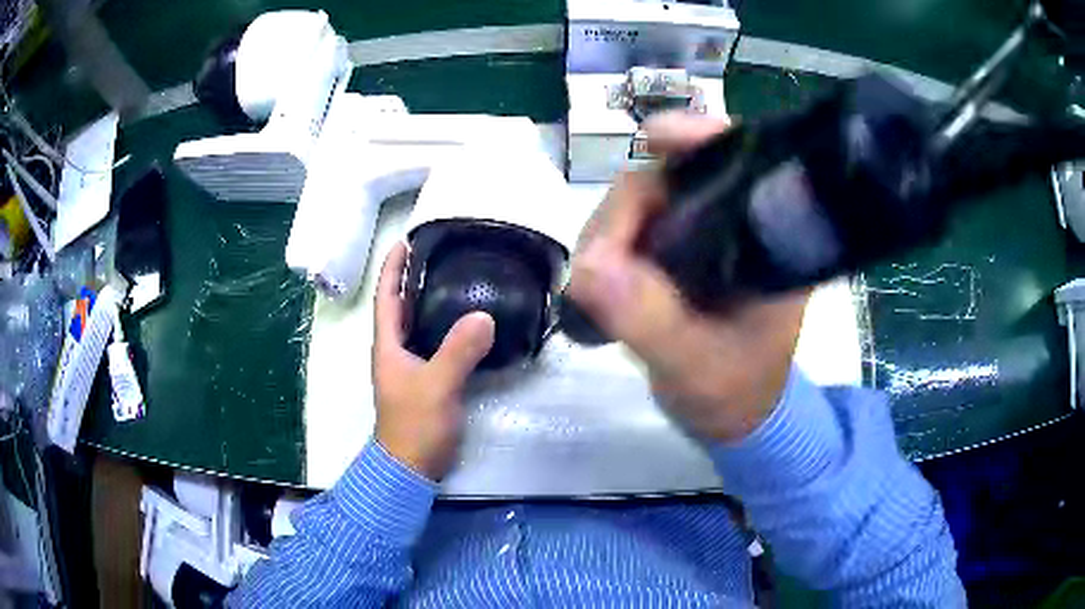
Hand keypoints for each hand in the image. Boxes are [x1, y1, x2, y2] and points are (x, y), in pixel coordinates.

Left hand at [372, 242, 494, 479]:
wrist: (412, 466)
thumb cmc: (415, 425)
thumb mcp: (437, 386)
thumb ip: (458, 351)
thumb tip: (484, 315)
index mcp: (388, 345)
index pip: (386, 297)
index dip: (393, 268)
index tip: (405, 241)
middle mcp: (395, 351)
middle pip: (400, 306)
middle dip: (412, 278)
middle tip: (439, 255)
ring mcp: (410, 367)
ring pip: (418, 325)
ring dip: (429, 301)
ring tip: (456, 281)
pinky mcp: (426, 381)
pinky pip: (434, 344)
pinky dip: (446, 328)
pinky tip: (467, 325)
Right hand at [567, 112, 809, 442]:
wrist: (732, 412)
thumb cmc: (736, 391)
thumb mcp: (698, 366)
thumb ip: (652, 322)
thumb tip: (591, 266)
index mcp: (769, 240)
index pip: (741, 161)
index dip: (699, 137)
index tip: (653, 138)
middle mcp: (736, 222)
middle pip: (674, 174)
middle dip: (628, 209)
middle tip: (599, 265)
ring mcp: (701, 232)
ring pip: (641, 198)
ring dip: (608, 232)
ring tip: (597, 287)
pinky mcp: (674, 248)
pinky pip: (629, 226)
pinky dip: (607, 247)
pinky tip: (602, 281)